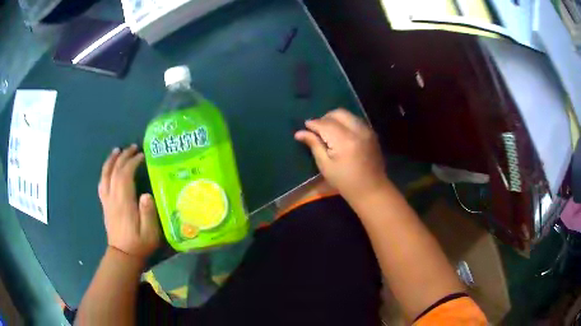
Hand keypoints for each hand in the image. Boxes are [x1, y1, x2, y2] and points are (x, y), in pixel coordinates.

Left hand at [98, 144, 159, 259]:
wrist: (122, 255)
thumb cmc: (139, 244)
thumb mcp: (149, 233)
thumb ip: (148, 214)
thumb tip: (147, 194)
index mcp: (123, 203)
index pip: (124, 176)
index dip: (132, 162)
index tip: (142, 155)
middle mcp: (112, 198)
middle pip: (114, 171)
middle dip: (123, 157)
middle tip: (133, 147)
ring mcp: (107, 201)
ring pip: (105, 175)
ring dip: (111, 161)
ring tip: (117, 150)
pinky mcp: (105, 204)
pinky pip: (101, 183)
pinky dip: (105, 172)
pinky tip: (108, 168)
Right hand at [295, 109, 387, 202]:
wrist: (372, 189)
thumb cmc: (345, 182)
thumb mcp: (325, 166)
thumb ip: (314, 145)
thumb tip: (299, 133)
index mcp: (344, 140)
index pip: (325, 124)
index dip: (313, 124)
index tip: (305, 126)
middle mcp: (357, 130)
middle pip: (338, 113)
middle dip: (325, 118)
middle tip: (317, 130)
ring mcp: (367, 130)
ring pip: (348, 115)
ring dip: (335, 119)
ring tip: (329, 132)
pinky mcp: (372, 133)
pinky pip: (356, 120)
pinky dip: (346, 123)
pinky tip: (341, 135)